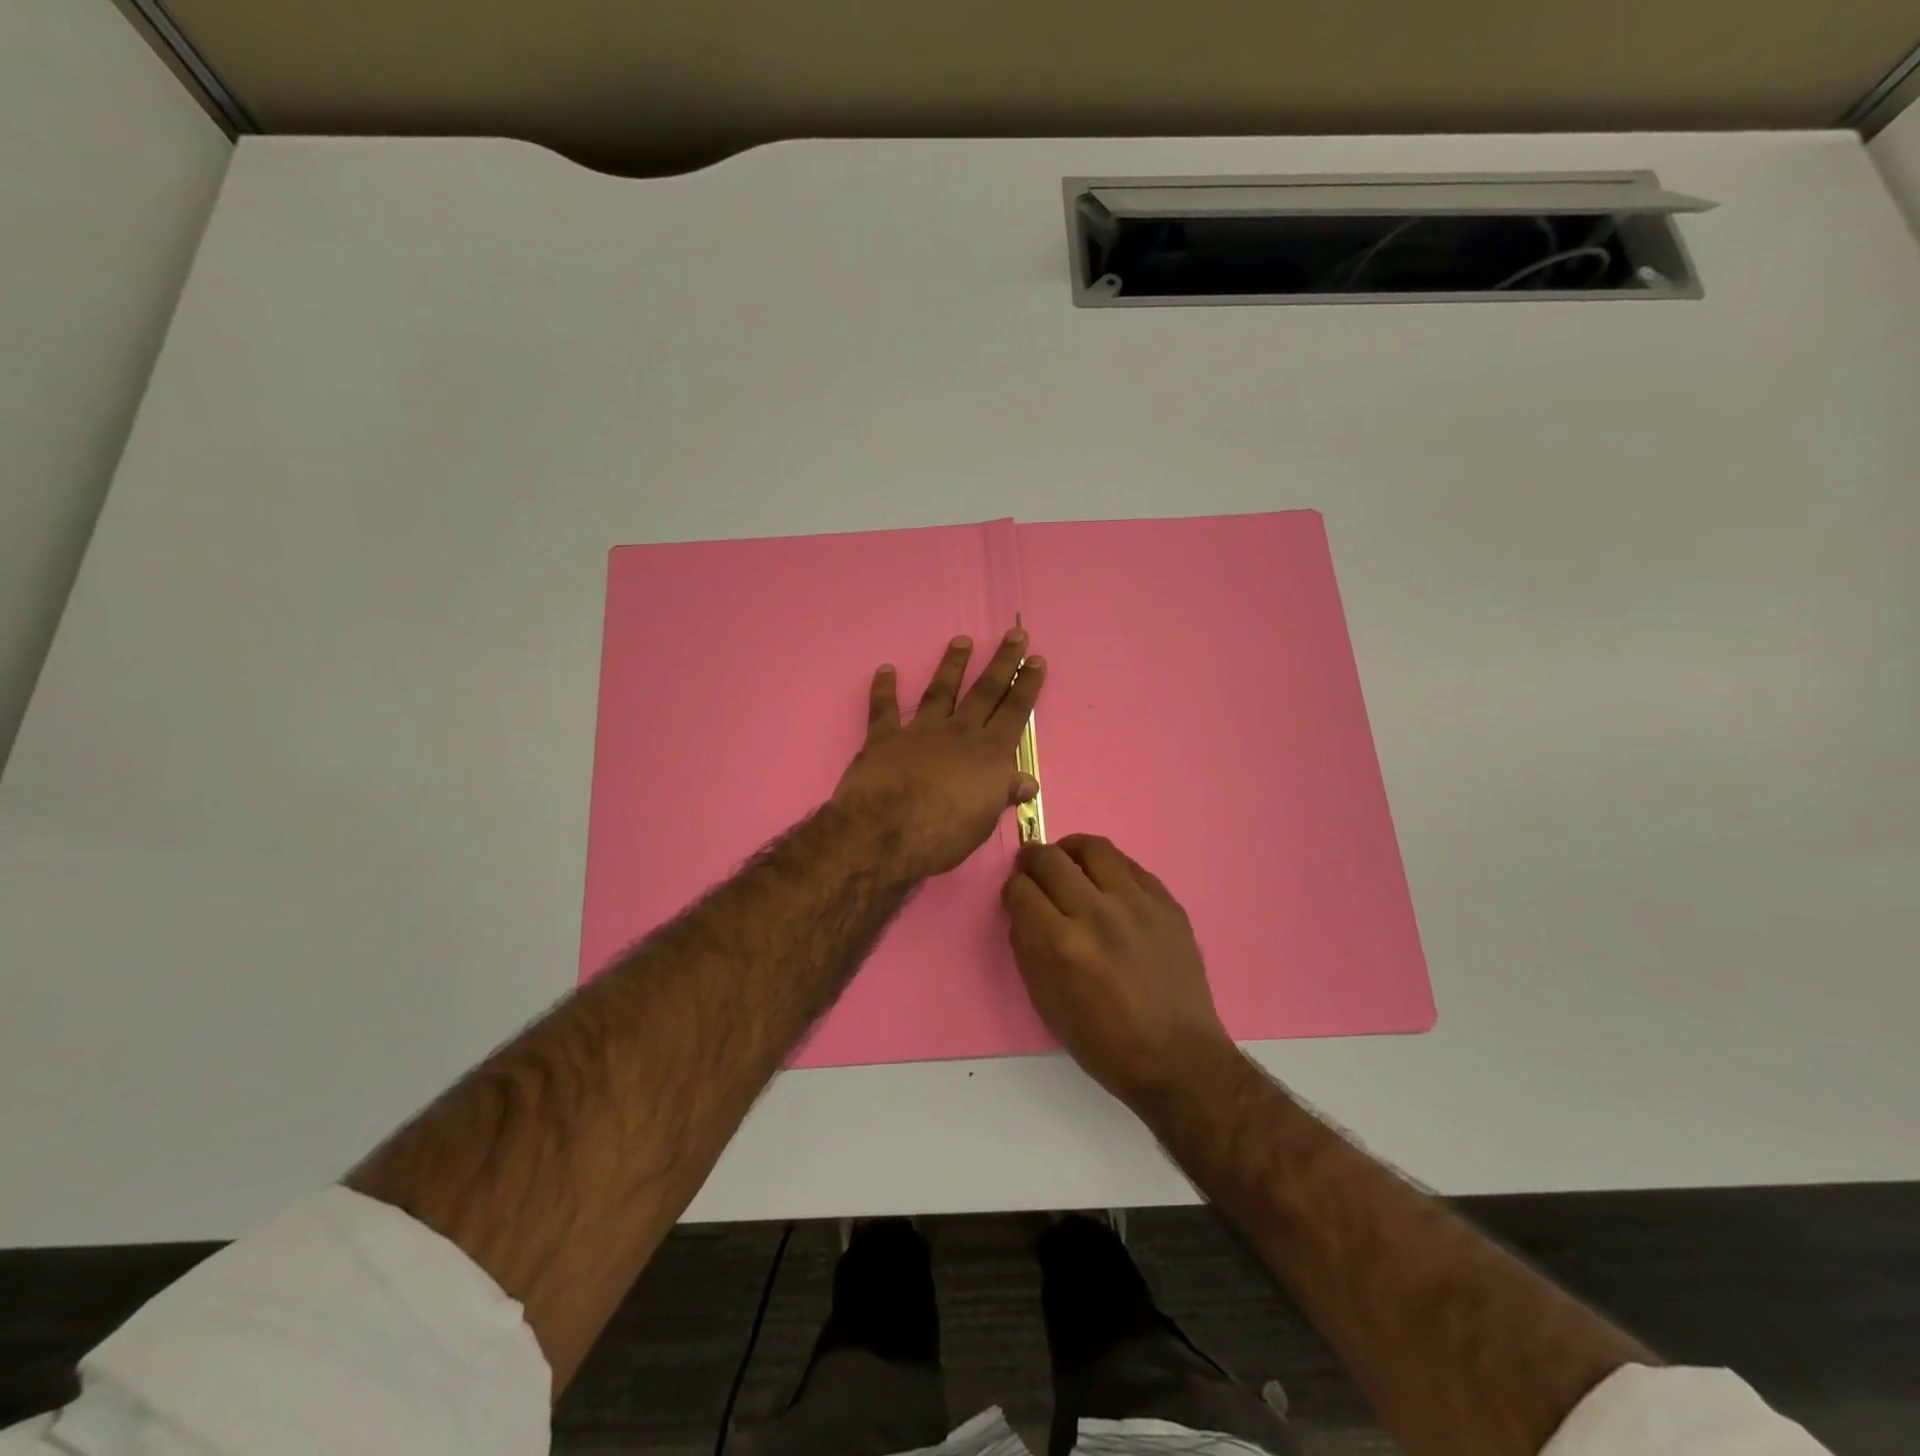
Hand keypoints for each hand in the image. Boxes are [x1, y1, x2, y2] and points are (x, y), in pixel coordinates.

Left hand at [833, 627, 1046, 879]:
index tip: (1036, 660)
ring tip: (962, 641)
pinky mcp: (884, 738)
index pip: (1014, 712)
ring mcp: (920, 731)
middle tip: (1014, 634)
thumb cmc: (943, 834)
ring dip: (952, 664)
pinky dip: (884, 689)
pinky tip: (885, 669)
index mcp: (988, 753)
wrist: (885, 833)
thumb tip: (1027, 781)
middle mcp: (958, 733)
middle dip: (1002, 662)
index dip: (1027, 686)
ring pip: (940, 690)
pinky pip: (883, 709)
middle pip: (985, 691)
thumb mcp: (984, 821)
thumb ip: (1002, 794)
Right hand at [1002, 834, 1234, 1106]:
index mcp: (1061, 945)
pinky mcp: (1166, 903)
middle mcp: (1096, 914)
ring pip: (1092, 848)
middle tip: (1032, 867)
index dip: (1012, 888)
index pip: (1021, 889)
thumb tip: (1023, 911)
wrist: (1177, 1057)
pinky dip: (1108, 867)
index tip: (1017, 894)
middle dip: (1032, 860)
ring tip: (1067, 862)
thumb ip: (1028, 949)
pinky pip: (1129, 865)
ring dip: (1070, 850)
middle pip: (1051, 859)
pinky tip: (1105, 882)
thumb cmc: (1104, 1042)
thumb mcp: (1047, 1004)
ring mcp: (1136, 904)